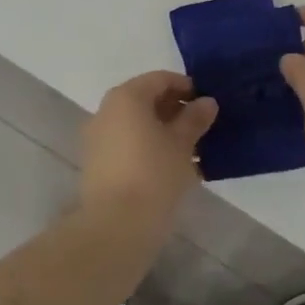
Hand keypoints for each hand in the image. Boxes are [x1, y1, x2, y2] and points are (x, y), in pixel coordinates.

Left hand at [78, 71, 217, 225]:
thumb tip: (207, 102)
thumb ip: (194, 119)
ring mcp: (98, 137)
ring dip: (162, 130)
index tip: (206, 103)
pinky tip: (171, 166)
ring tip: (191, 148)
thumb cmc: (154, 174)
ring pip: (136, 124)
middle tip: (201, 126)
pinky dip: (148, 146)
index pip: (160, 79)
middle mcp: (107, 110)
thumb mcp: (182, 144)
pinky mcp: (97, 163)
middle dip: (174, 109)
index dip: (186, 87)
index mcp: (126, 97)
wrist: (116, 225)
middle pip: (145, 100)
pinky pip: (127, 144)